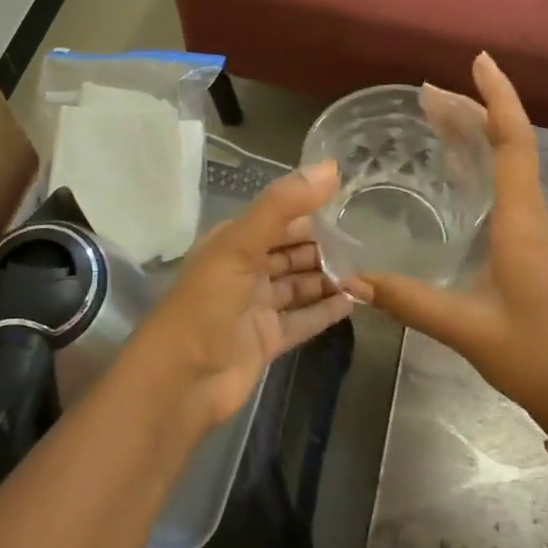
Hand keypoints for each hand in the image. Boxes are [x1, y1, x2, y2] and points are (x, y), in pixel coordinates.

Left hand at [130, 161, 364, 430]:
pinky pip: (303, 320)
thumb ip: (283, 205)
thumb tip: (330, 167)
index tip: (350, 205)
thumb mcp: (241, 245)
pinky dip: (325, 311)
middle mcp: (244, 270)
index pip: (278, 219)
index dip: (311, 212)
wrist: (181, 380)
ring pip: (298, 285)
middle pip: (291, 252)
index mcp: (232, 242)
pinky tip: (354, 303)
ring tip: (367, 271)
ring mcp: (255, 307)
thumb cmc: (207, 303)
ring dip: (328, 278)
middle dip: (324, 247)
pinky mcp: (267, 340)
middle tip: (367, 242)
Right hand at [362, 53, 547, 432]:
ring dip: (476, 135)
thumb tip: (350, 279)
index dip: (497, 98)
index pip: (515, 142)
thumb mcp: (465, 328)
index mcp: (522, 221)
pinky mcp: (530, 246)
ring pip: (509, 164)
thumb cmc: (532, 355)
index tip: (478, 62)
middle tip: (427, 92)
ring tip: (435, 116)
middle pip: (509, 144)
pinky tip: (453, 171)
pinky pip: (505, 187)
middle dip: (473, 110)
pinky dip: (480, 164)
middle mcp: (532, 215)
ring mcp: (534, 230)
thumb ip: (407, 300)